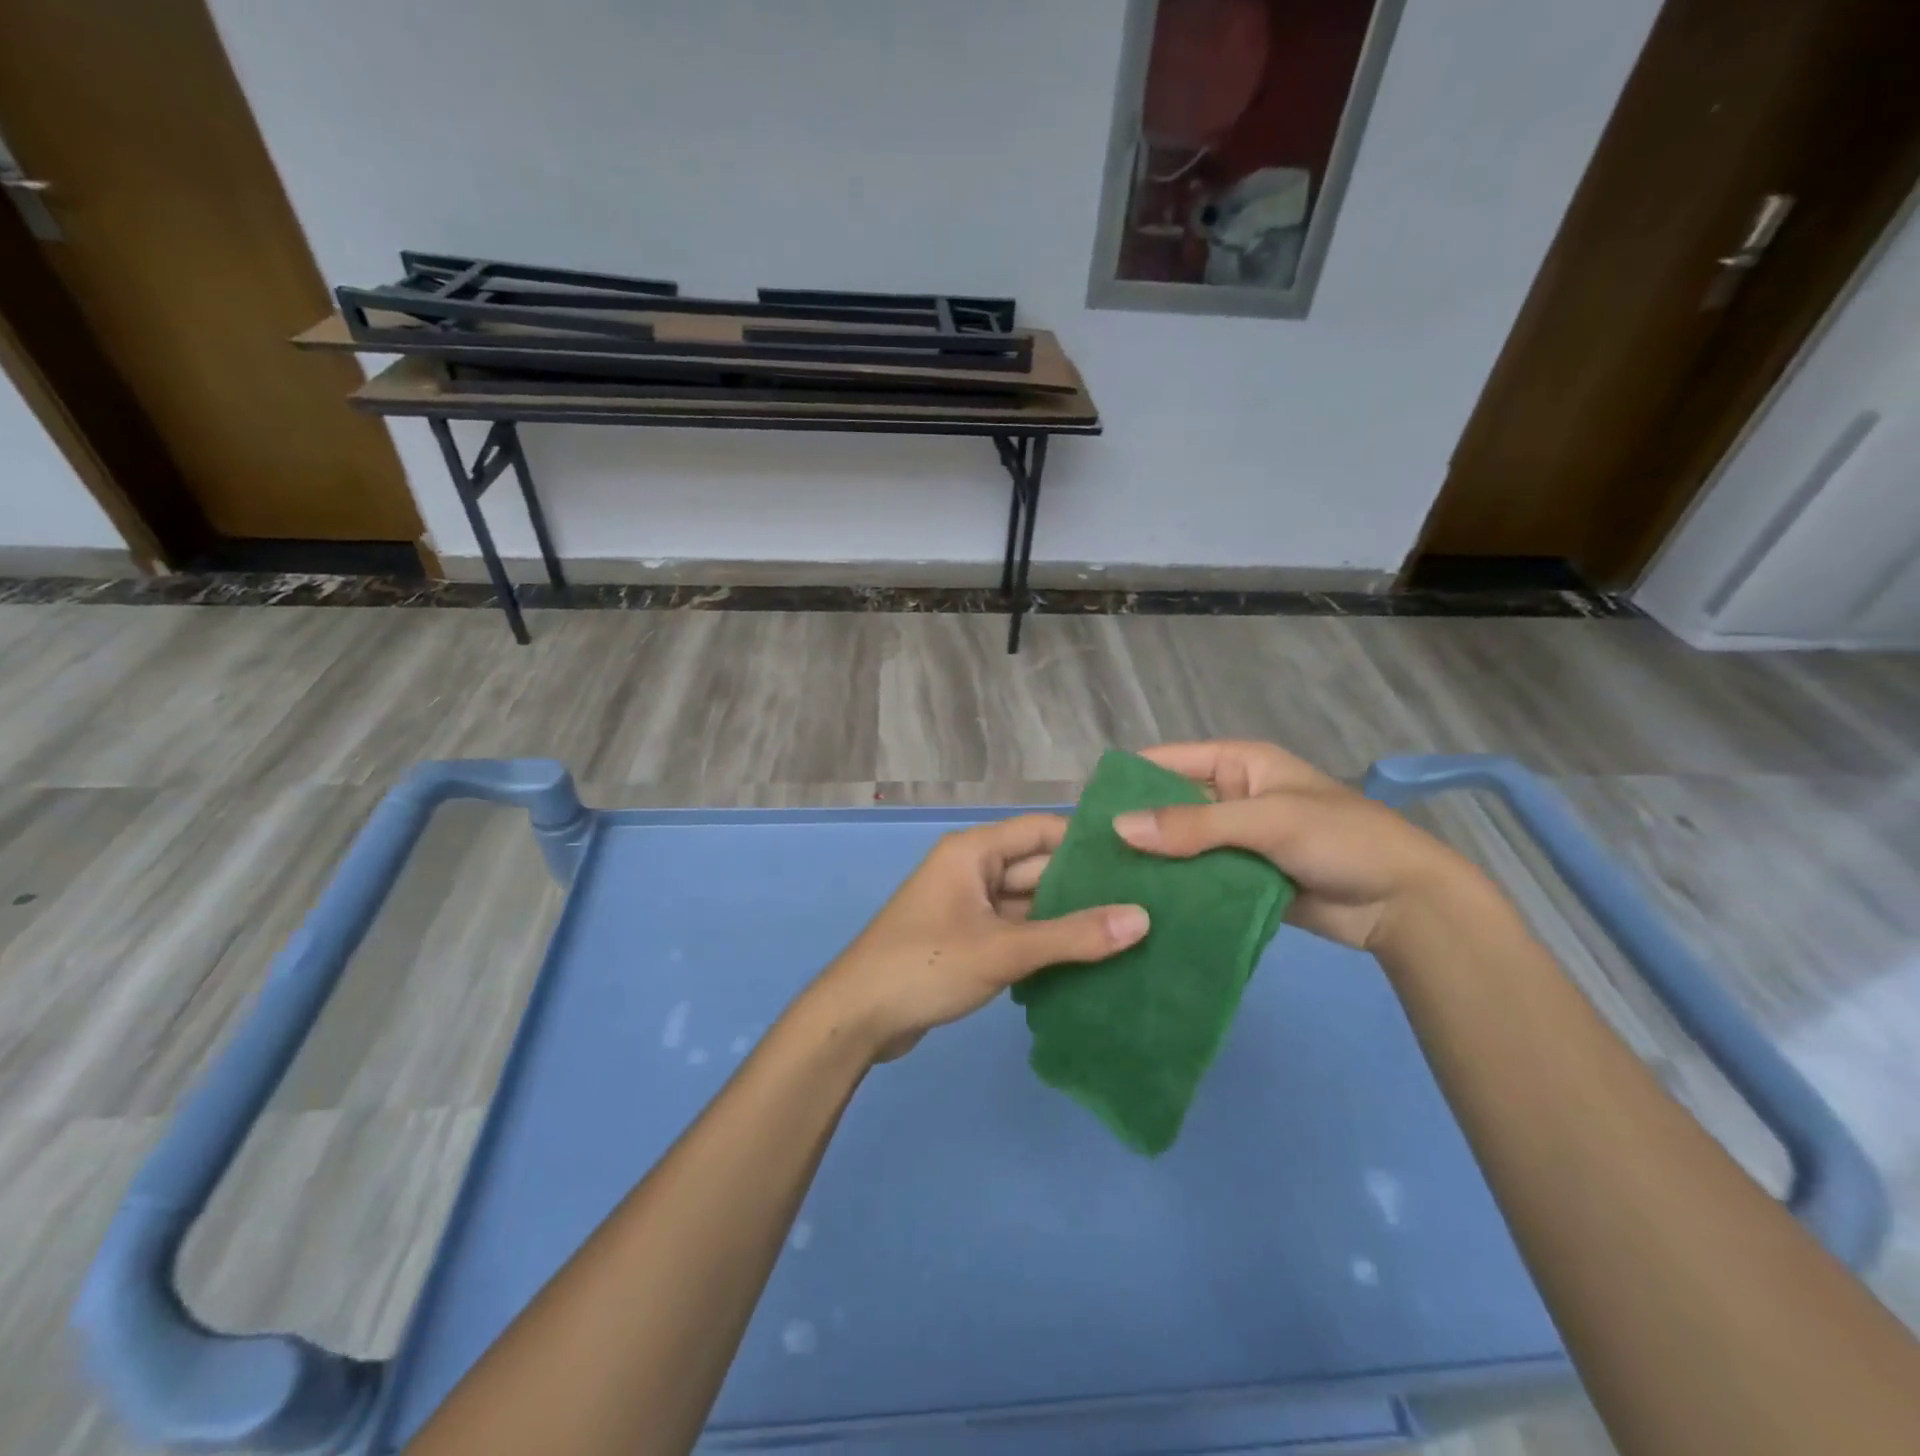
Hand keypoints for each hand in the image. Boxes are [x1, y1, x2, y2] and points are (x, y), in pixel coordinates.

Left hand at [809, 815, 1148, 1060]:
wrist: (857, 1017)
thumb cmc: (925, 965)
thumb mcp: (1003, 950)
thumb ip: (1072, 936)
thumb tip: (1142, 918)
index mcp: (974, 852)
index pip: (1042, 831)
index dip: (1088, 843)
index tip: (1139, 859)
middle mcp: (973, 869)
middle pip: (1039, 867)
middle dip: (1085, 886)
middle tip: (1148, 901)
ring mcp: (969, 906)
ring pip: (1029, 903)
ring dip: (1068, 918)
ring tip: (1131, 931)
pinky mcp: (967, 938)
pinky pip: (1016, 930)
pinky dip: (1046, 941)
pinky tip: (1089, 959)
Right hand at [1112, 740, 1479, 951]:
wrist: (1403, 903)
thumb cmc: (1340, 839)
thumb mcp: (1266, 821)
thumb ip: (1194, 824)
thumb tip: (1119, 828)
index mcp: (1239, 765)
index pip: (1170, 762)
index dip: (1129, 779)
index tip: (1085, 806)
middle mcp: (1231, 798)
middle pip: (1169, 806)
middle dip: (1134, 826)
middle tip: (1084, 854)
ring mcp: (1236, 842)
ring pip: (1180, 846)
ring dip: (1151, 862)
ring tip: (1101, 884)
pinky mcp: (1241, 880)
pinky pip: (1198, 879)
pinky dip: (1174, 889)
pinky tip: (1139, 906)